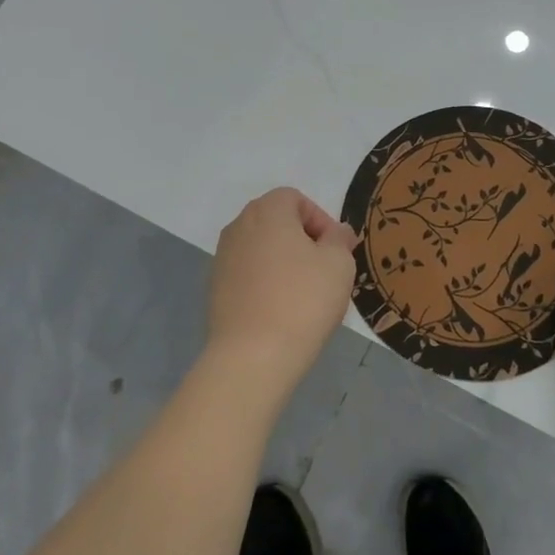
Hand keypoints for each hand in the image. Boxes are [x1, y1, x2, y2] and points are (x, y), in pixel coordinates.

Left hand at [205, 188, 357, 399]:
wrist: (252, 355)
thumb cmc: (302, 299)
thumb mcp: (338, 263)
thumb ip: (340, 239)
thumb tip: (337, 232)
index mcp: (267, 211)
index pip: (295, 199)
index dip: (320, 219)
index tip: (336, 250)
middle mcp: (239, 226)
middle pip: (275, 221)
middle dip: (302, 240)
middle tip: (324, 270)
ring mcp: (222, 257)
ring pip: (261, 248)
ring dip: (283, 262)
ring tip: (304, 294)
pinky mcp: (215, 288)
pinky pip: (247, 274)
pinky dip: (264, 282)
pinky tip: (280, 310)